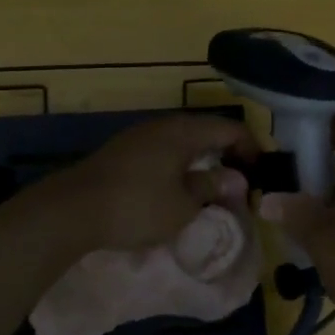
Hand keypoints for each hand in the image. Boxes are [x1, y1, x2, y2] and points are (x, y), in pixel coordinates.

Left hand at [42, 114, 254, 251]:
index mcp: (184, 131)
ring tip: (214, 186)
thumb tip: (235, 178)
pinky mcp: (123, 151)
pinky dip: (181, 164)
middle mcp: (164, 125)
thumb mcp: (183, 205)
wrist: (71, 210)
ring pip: (184, 141)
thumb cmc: (136, 206)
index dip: (252, 148)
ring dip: (203, 160)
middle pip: (207, 131)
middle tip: (242, 181)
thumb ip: (211, 187)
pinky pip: (164, 151)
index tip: (263, 173)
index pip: (231, 128)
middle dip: (228, 154)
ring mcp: (140, 136)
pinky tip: (179, 187)